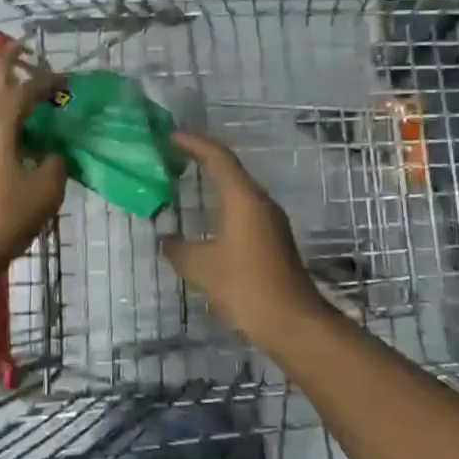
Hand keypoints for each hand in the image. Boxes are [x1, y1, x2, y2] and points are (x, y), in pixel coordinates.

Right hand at [161, 132, 323, 339]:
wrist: (294, 322)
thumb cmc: (246, 287)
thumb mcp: (202, 268)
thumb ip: (178, 249)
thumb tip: (165, 238)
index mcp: (243, 199)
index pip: (217, 157)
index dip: (193, 143)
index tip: (169, 136)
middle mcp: (260, 202)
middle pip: (230, 168)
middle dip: (201, 158)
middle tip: (172, 155)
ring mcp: (270, 220)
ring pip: (238, 189)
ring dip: (213, 181)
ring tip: (185, 181)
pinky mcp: (273, 239)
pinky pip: (243, 208)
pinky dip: (222, 202)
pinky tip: (207, 217)